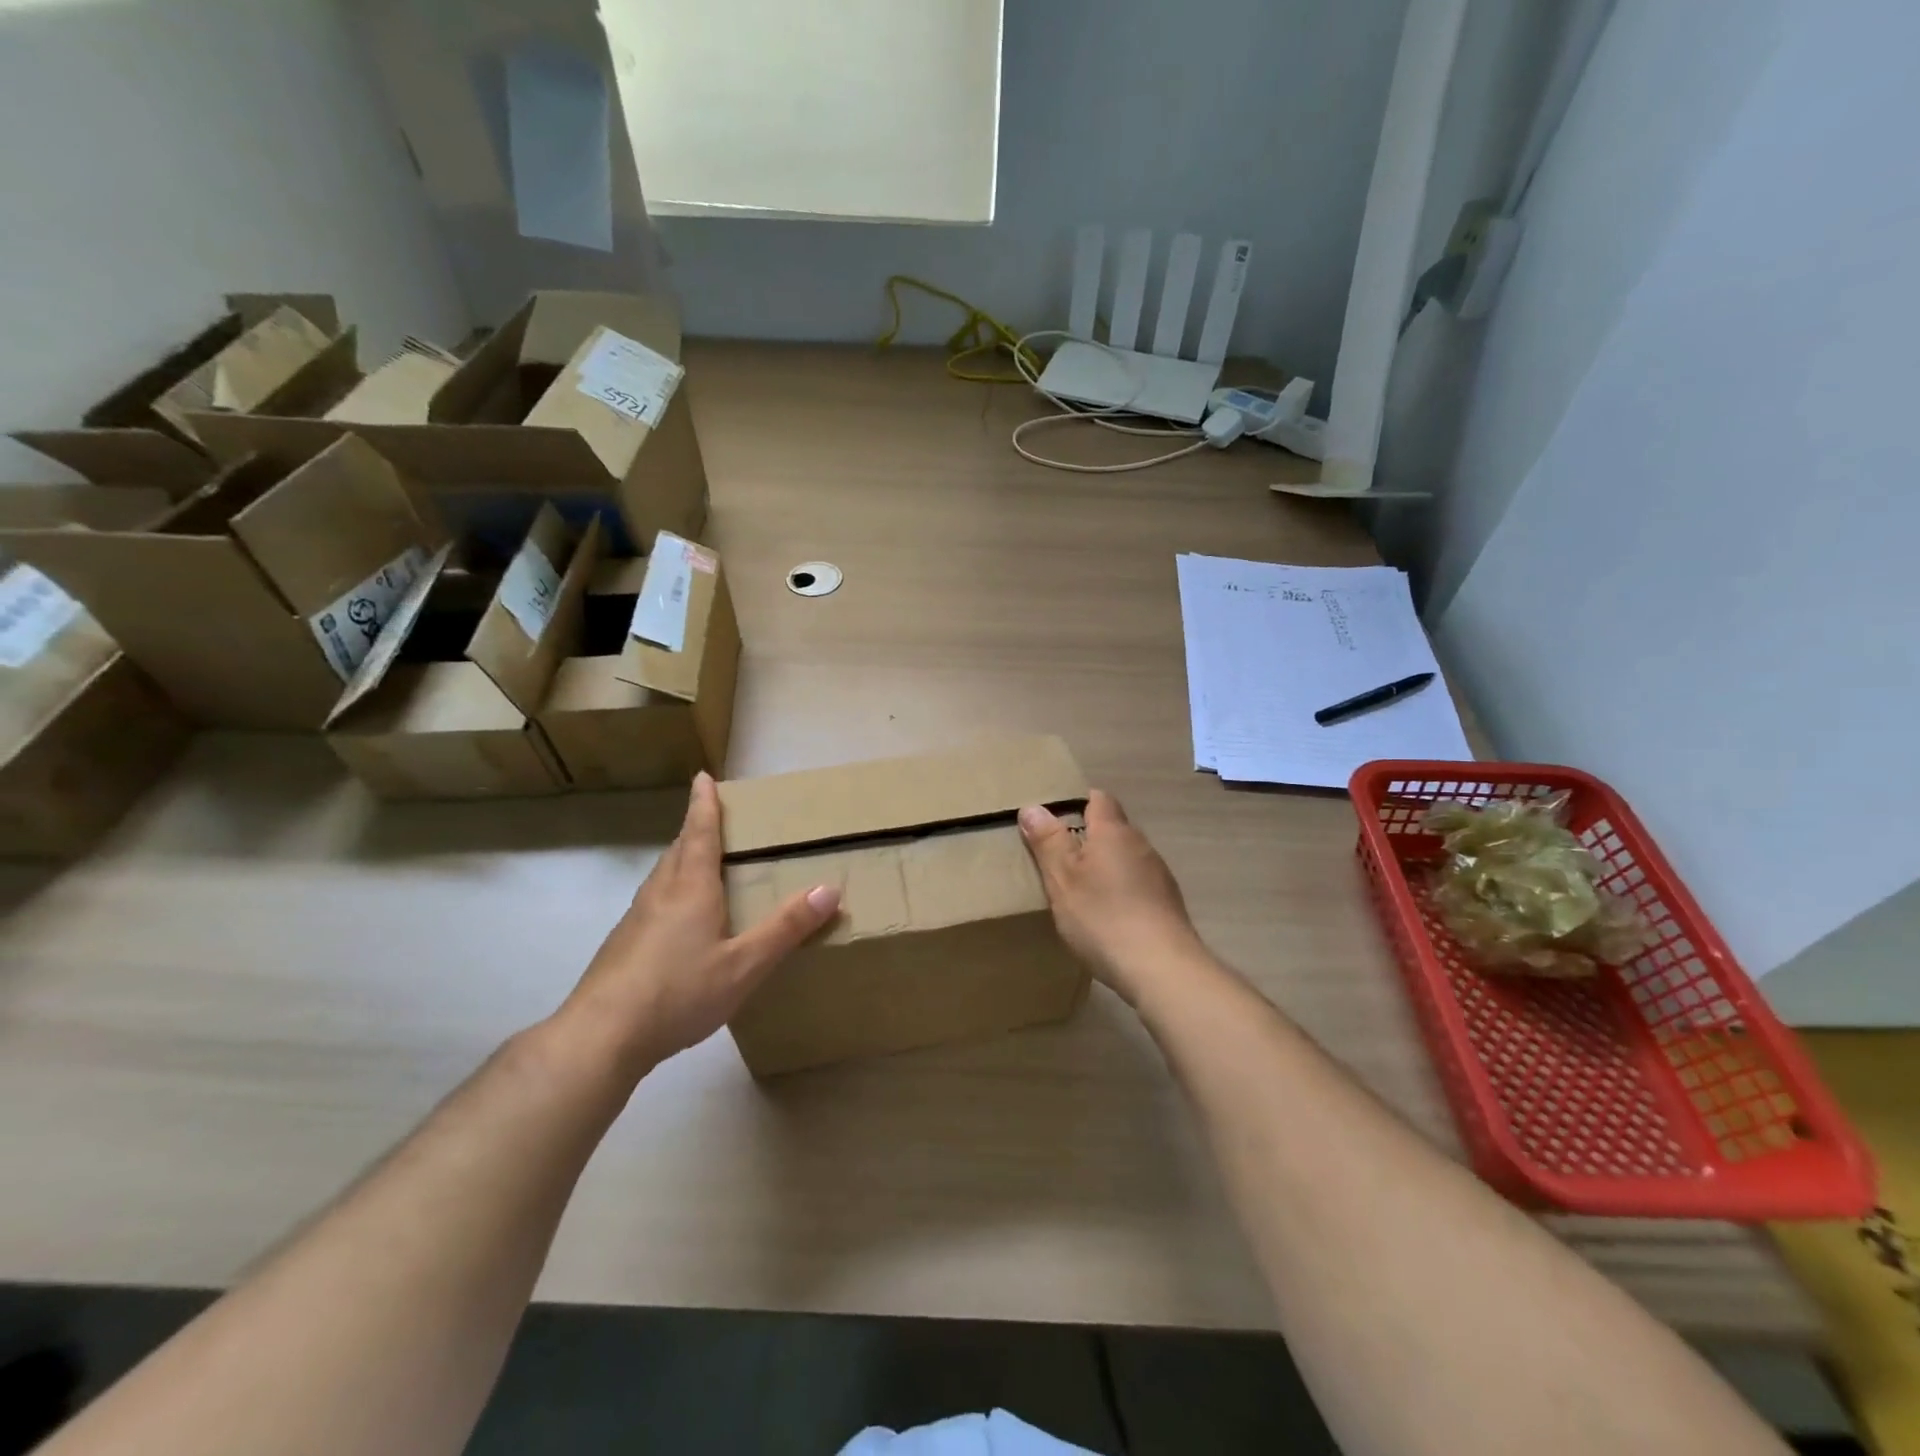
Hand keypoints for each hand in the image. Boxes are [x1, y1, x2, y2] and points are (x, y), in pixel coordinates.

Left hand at [559, 772, 840, 1074]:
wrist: (600, 1036)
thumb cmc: (679, 991)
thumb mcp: (745, 964)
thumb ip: (787, 927)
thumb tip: (830, 888)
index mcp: (691, 887)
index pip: (700, 832)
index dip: (704, 804)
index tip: (703, 776)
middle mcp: (661, 893)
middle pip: (679, 848)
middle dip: (696, 828)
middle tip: (714, 817)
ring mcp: (636, 919)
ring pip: (663, 875)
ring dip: (682, 858)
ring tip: (701, 862)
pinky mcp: (623, 945)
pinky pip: (654, 901)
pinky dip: (672, 890)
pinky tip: (680, 919)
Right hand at [1018, 790, 1209, 1006]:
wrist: (1163, 969)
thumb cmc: (1103, 917)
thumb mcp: (1062, 879)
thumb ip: (1048, 842)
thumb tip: (1033, 807)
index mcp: (1114, 832)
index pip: (1098, 799)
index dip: (1076, 802)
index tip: (1053, 819)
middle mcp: (1141, 845)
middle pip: (1112, 828)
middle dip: (1087, 838)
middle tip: (1057, 858)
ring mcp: (1158, 875)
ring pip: (1125, 858)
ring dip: (1104, 867)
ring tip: (1079, 890)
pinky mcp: (1167, 904)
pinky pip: (1137, 885)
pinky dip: (1120, 891)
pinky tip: (1106, 917)